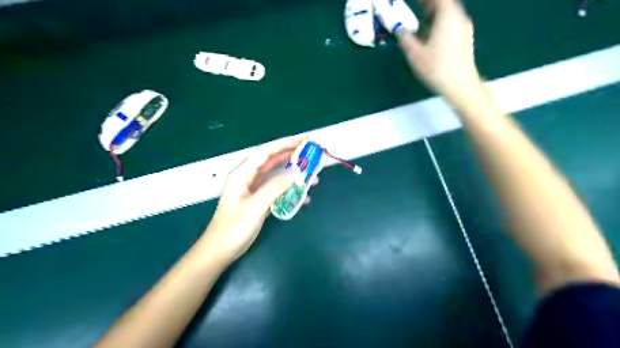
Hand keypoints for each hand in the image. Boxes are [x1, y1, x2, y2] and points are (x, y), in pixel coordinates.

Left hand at [203, 137, 309, 262]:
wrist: (221, 250)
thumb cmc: (234, 227)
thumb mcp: (256, 205)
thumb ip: (276, 186)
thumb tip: (297, 170)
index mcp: (243, 173)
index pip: (265, 152)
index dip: (284, 144)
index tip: (303, 140)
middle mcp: (249, 178)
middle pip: (273, 162)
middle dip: (292, 157)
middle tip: (312, 156)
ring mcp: (255, 190)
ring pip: (277, 176)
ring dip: (294, 176)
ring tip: (313, 179)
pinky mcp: (260, 201)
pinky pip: (278, 191)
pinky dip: (290, 191)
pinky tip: (303, 197)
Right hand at [400, 0, 481, 101]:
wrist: (460, 85)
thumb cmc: (437, 68)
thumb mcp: (415, 54)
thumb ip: (406, 39)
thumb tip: (400, 29)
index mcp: (447, 17)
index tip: (416, 1)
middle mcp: (459, 18)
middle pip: (446, 5)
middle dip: (431, 5)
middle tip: (418, 10)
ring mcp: (465, 30)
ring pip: (450, 15)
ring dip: (436, 16)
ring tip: (423, 26)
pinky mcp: (466, 40)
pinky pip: (453, 25)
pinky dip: (442, 25)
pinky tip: (433, 39)